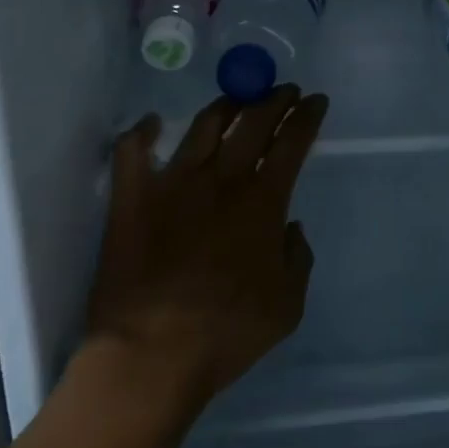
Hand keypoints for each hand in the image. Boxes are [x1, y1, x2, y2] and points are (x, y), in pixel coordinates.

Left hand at [84, 85, 328, 410]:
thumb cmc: (227, 333)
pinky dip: (141, 132)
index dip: (308, 116)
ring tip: (236, 100)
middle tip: (284, 91)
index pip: (293, 141)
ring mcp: (174, 183)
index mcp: (263, 200)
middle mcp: (222, 179)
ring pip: (204, 125)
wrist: (151, 355)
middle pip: (254, 121)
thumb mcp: (288, 304)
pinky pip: (132, 151)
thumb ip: (297, 258)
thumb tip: (290, 227)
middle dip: (275, 100)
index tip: (316, 101)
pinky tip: (151, 123)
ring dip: (226, 106)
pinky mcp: (132, 198)